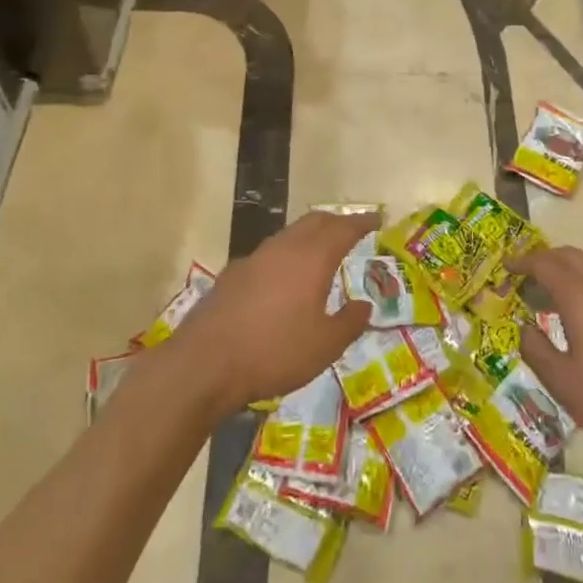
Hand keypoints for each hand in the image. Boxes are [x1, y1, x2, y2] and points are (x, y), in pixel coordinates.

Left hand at [167, 210, 375, 415]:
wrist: (205, 363)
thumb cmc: (274, 352)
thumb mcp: (324, 346)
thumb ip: (349, 323)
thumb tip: (364, 306)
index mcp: (312, 258)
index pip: (344, 228)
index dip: (362, 222)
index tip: (376, 219)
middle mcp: (284, 248)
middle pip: (315, 222)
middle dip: (336, 222)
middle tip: (351, 230)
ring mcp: (255, 257)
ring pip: (289, 234)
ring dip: (309, 236)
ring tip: (320, 251)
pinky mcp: (233, 273)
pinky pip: (269, 253)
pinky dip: (286, 255)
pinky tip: (283, 278)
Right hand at [514, 245, 582, 464]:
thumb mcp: (563, 383)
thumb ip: (536, 350)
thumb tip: (523, 328)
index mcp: (580, 298)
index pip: (545, 264)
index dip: (522, 262)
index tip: (505, 267)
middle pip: (570, 256)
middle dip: (544, 259)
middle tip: (524, 276)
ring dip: (566, 272)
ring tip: (548, 297)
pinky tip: (581, 318)